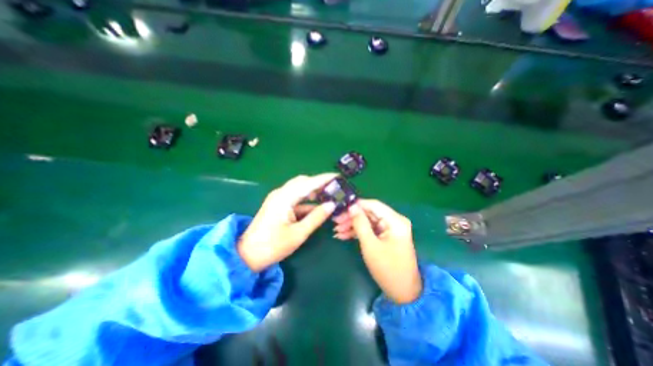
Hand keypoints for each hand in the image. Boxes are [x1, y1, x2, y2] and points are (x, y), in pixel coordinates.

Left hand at [239, 173, 339, 271]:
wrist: (247, 255)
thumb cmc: (273, 246)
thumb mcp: (298, 233)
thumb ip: (316, 217)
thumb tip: (332, 205)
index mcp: (284, 198)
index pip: (308, 183)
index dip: (324, 179)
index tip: (338, 176)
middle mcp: (281, 193)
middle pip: (303, 182)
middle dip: (319, 183)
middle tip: (334, 188)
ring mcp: (278, 198)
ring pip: (299, 189)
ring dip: (313, 191)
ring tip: (328, 195)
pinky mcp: (278, 205)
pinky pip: (295, 198)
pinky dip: (306, 200)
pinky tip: (316, 206)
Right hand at [334, 200, 420, 302]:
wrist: (403, 292)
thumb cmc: (387, 269)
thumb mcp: (370, 245)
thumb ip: (360, 223)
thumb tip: (351, 206)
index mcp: (395, 220)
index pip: (373, 205)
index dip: (356, 205)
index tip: (340, 208)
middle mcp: (394, 221)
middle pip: (369, 213)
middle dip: (351, 217)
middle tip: (335, 221)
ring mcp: (389, 229)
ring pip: (367, 221)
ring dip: (352, 225)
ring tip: (336, 230)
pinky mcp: (385, 236)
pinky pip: (369, 229)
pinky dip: (357, 232)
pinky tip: (343, 235)